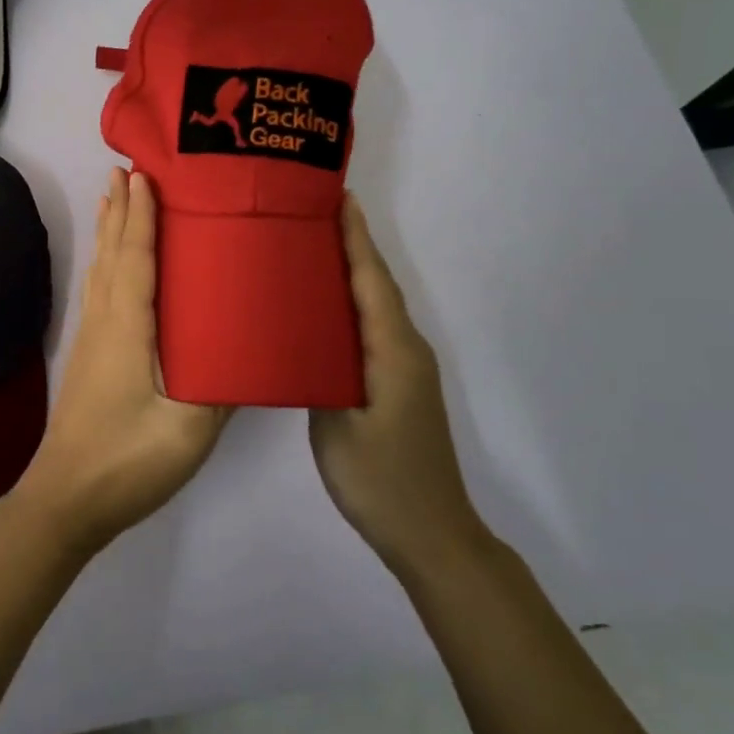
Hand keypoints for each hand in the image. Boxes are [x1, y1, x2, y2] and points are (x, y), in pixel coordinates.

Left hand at [12, 169, 232, 555]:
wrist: (65, 500)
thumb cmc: (127, 461)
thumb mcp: (188, 430)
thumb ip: (221, 387)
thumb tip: (250, 349)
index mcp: (128, 329)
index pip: (135, 257)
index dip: (141, 215)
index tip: (144, 174)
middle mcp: (105, 322)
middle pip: (111, 253)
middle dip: (119, 209)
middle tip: (126, 169)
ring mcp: (92, 340)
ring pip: (101, 270)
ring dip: (110, 231)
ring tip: (115, 198)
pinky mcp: (90, 357)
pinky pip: (100, 291)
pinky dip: (107, 262)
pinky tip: (113, 267)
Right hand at [309, 197, 484, 577]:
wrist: (431, 534)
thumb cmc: (380, 479)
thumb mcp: (336, 426)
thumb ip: (318, 374)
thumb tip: (301, 338)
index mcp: (392, 352)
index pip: (372, 281)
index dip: (356, 238)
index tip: (338, 198)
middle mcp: (406, 350)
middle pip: (377, 285)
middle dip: (351, 245)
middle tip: (311, 214)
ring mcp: (406, 369)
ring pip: (376, 307)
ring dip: (351, 273)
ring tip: (311, 249)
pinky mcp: (399, 385)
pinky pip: (374, 329)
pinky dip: (352, 306)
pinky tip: (323, 309)